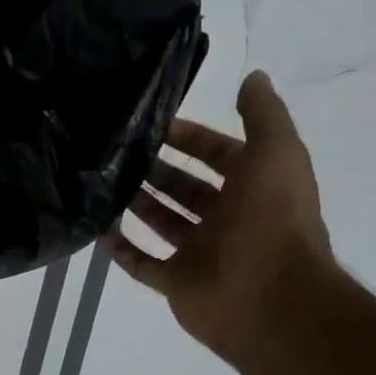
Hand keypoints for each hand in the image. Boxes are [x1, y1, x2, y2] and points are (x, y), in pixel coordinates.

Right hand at [104, 70, 334, 366]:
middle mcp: (229, 219)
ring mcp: (200, 253)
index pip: (220, 155)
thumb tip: (253, 76)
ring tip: (103, 180)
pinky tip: (98, 227)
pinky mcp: (176, 282)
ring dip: (137, 202)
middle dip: (157, 168)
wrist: (269, 299)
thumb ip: (263, 115)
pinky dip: (121, 247)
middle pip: (187, 187)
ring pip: (163, 221)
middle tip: (118, 151)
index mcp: (255, 188)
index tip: (153, 123)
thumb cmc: (271, 220)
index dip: (191, 137)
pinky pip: (142, 262)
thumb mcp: (277, 154)